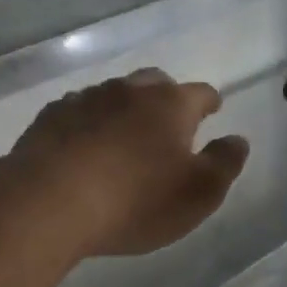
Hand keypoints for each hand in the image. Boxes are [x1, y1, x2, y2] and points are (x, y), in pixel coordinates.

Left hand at [0, 68, 250, 259]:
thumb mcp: (198, 193)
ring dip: (125, 108)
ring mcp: (86, 100)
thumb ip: (224, 163)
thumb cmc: (136, 201)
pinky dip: (89, 123)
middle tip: (170, 120)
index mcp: (171, 105)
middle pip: (155, 83)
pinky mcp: (50, 117)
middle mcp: (129, 91)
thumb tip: (237, 139)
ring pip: (114, 94)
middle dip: (166, 97)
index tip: (213, 109)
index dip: (210, 102)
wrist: (49, 203)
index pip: (200, 93)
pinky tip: (85, 144)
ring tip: (126, 133)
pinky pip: (78, 111)